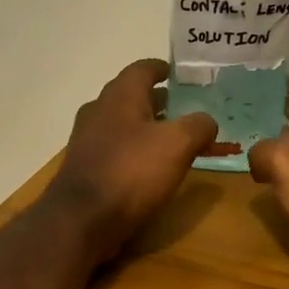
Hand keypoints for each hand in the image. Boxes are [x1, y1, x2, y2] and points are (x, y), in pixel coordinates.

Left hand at [47, 59, 217, 262]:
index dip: (163, 69)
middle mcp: (99, 110)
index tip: (180, 74)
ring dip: (146, 127)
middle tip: (184, 109)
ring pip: (122, 123)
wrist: (82, 220)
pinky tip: (150, 168)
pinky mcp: (85, 167)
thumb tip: (206, 121)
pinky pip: (115, 149)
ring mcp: (87, 139)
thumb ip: (198, 126)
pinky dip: (134, 150)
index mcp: (120, 95)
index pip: (142, 68)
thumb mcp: (178, 144)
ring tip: (173, 140)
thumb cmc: (132, 171)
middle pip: (131, 96)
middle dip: (158, 100)